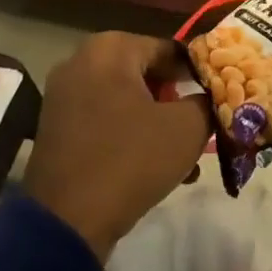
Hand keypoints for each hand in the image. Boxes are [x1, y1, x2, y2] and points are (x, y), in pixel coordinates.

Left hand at [24, 33, 210, 260]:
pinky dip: (128, 134)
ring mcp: (63, 93)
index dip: (198, 73)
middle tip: (200, 126)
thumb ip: (206, 102)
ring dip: (155, 121)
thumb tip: (209, 97)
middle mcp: (81, 60)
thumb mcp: (187, 129)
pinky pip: (103, 119)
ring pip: (125, 99)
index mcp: (111, 48)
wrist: (66, 222)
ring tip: (183, 155)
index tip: (217, 98)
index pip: (170, 49)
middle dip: (175, 100)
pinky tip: (153, 166)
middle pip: (145, 73)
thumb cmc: (130, 160)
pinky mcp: (54, 126)